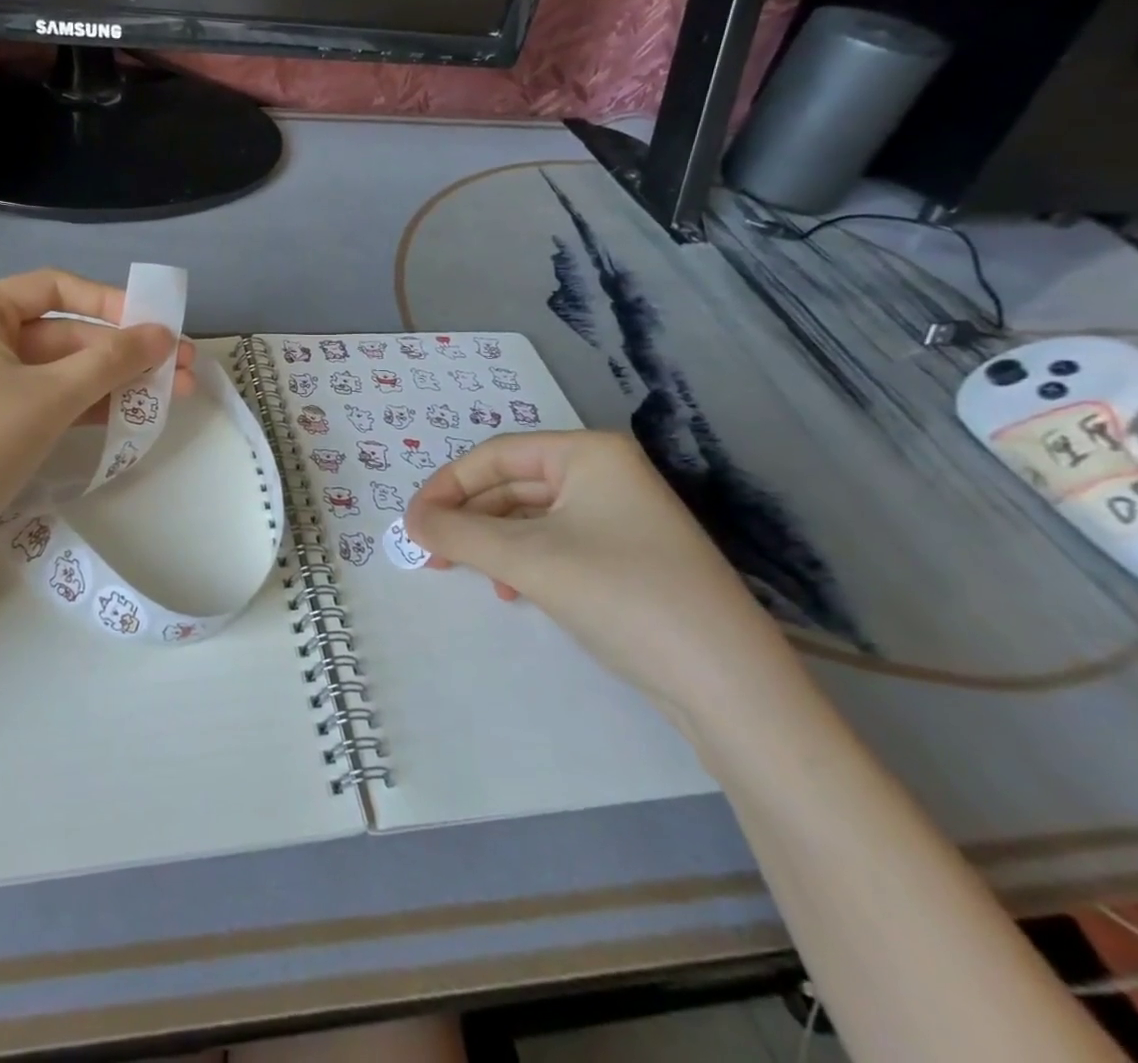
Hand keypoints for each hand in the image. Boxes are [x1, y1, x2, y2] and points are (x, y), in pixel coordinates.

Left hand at [0, 269, 193, 563]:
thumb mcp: (52, 397)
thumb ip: (112, 360)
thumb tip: (163, 334)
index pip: (55, 289)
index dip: (111, 303)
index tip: (156, 326)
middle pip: (62, 333)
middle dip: (123, 352)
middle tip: (181, 370)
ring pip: (57, 370)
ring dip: (112, 381)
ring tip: (171, 396)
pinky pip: (42, 399)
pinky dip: (83, 405)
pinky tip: (128, 415)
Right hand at [405, 431, 802, 726]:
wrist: (727, 684)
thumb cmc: (621, 595)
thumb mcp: (528, 559)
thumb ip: (459, 533)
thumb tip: (410, 521)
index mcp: (588, 453)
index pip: (496, 455)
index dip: (446, 485)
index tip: (412, 522)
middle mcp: (605, 474)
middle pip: (511, 484)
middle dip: (467, 518)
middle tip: (428, 551)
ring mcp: (620, 516)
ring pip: (530, 517)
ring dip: (490, 542)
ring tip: (462, 571)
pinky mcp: (626, 557)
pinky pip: (554, 543)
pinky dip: (522, 562)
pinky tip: (511, 591)